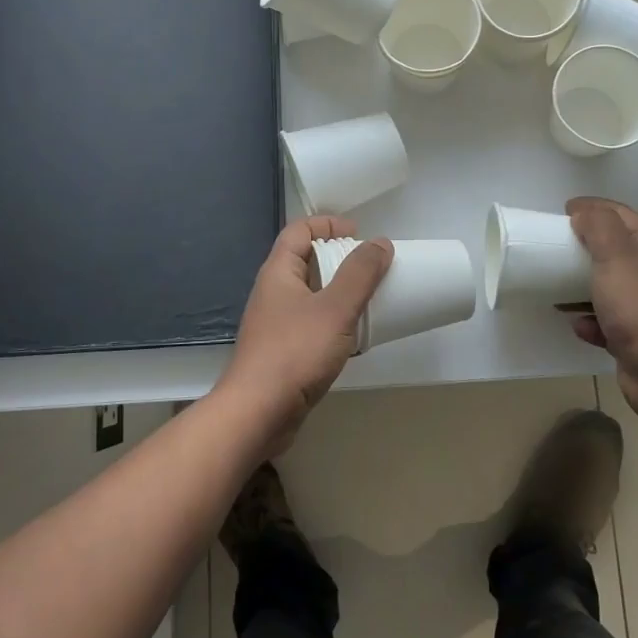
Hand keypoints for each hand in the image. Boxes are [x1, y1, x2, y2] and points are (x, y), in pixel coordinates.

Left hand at [219, 216, 392, 454]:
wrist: (257, 413)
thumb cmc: (295, 352)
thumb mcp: (335, 308)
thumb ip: (360, 274)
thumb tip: (380, 243)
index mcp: (278, 272)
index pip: (298, 230)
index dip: (327, 224)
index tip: (358, 234)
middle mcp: (272, 292)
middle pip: (305, 260)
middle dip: (338, 258)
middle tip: (370, 268)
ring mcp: (275, 323)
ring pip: (310, 294)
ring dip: (338, 291)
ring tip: (368, 299)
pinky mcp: (282, 351)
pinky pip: (310, 322)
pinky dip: (332, 320)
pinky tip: (352, 336)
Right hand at [563, 197, 637, 425]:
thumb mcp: (617, 256)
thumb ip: (599, 227)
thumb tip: (584, 213)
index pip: (623, 215)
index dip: (595, 207)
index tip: (565, 209)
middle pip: (614, 250)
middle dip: (585, 246)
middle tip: (555, 245)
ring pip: (607, 287)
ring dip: (580, 285)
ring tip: (555, 286)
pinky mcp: (634, 338)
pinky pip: (605, 322)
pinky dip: (589, 321)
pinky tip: (578, 325)